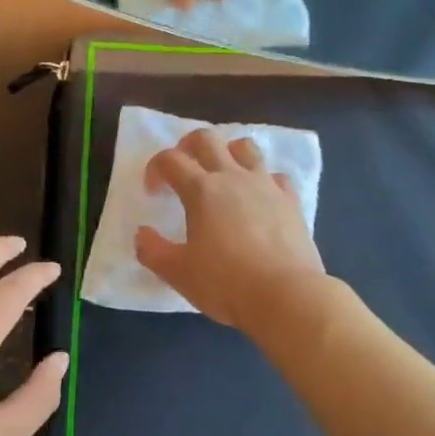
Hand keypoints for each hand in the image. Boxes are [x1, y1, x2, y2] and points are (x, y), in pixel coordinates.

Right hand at [134, 130, 324, 330]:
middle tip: (182, 169)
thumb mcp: (177, 273)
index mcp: (201, 190)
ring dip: (227, 153)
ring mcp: (266, 185)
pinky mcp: (291, 201)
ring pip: (245, 148)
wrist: (286, 296)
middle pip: (207, 139)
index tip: (152, 192)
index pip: (170, 160)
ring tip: (221, 175)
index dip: (155, 168)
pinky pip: (275, 176)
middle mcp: (233, 177)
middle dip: (187, 146)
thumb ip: (153, 250)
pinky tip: (258, 198)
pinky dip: (262, 180)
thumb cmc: (225, 283)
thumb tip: (142, 234)